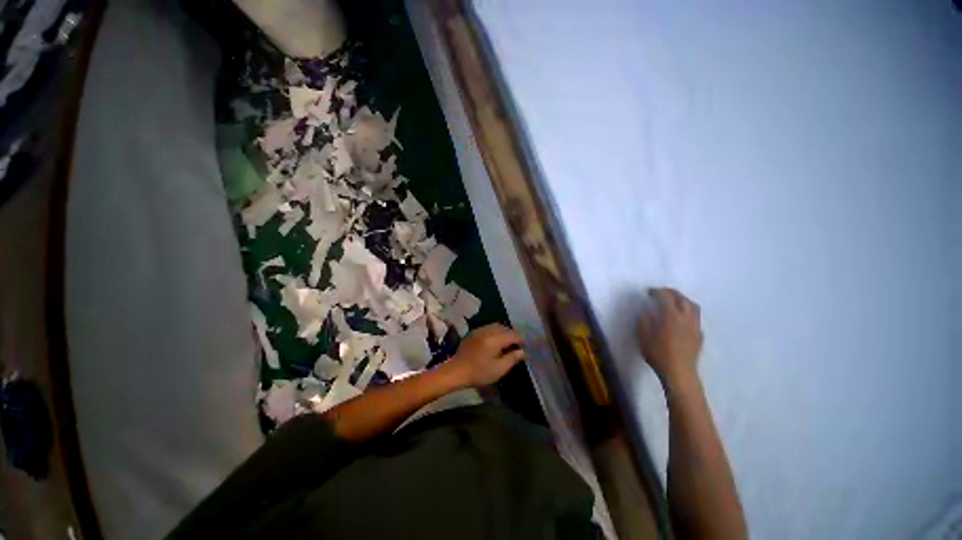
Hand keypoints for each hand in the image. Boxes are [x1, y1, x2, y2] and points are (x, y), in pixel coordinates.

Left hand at [442, 324, 526, 387]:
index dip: (521, 340)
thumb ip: (512, 358)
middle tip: (517, 346)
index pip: (513, 334)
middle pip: (504, 328)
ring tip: (506, 344)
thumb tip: (522, 352)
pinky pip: (487, 329)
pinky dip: (494, 333)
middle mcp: (486, 331)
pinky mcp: (471, 334)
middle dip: (512, 335)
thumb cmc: (479, 373)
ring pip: (495, 326)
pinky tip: (494, 343)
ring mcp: (477, 331)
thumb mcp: (499, 369)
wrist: (455, 372)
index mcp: (494, 339)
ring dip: (503, 333)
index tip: (524, 348)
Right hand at [637, 288, 702, 387]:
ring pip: (692, 305)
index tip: (649, 292)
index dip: (656, 291)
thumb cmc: (660, 356)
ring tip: (677, 302)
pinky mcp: (700, 334)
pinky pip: (696, 318)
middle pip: (680, 297)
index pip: (665, 296)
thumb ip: (643, 322)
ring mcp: (695, 324)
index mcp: (671, 314)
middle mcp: (686, 315)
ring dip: (684, 300)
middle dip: (671, 292)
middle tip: (663, 293)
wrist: (680, 373)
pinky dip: (689, 314)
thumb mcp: (644, 340)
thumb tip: (644, 311)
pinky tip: (685, 320)